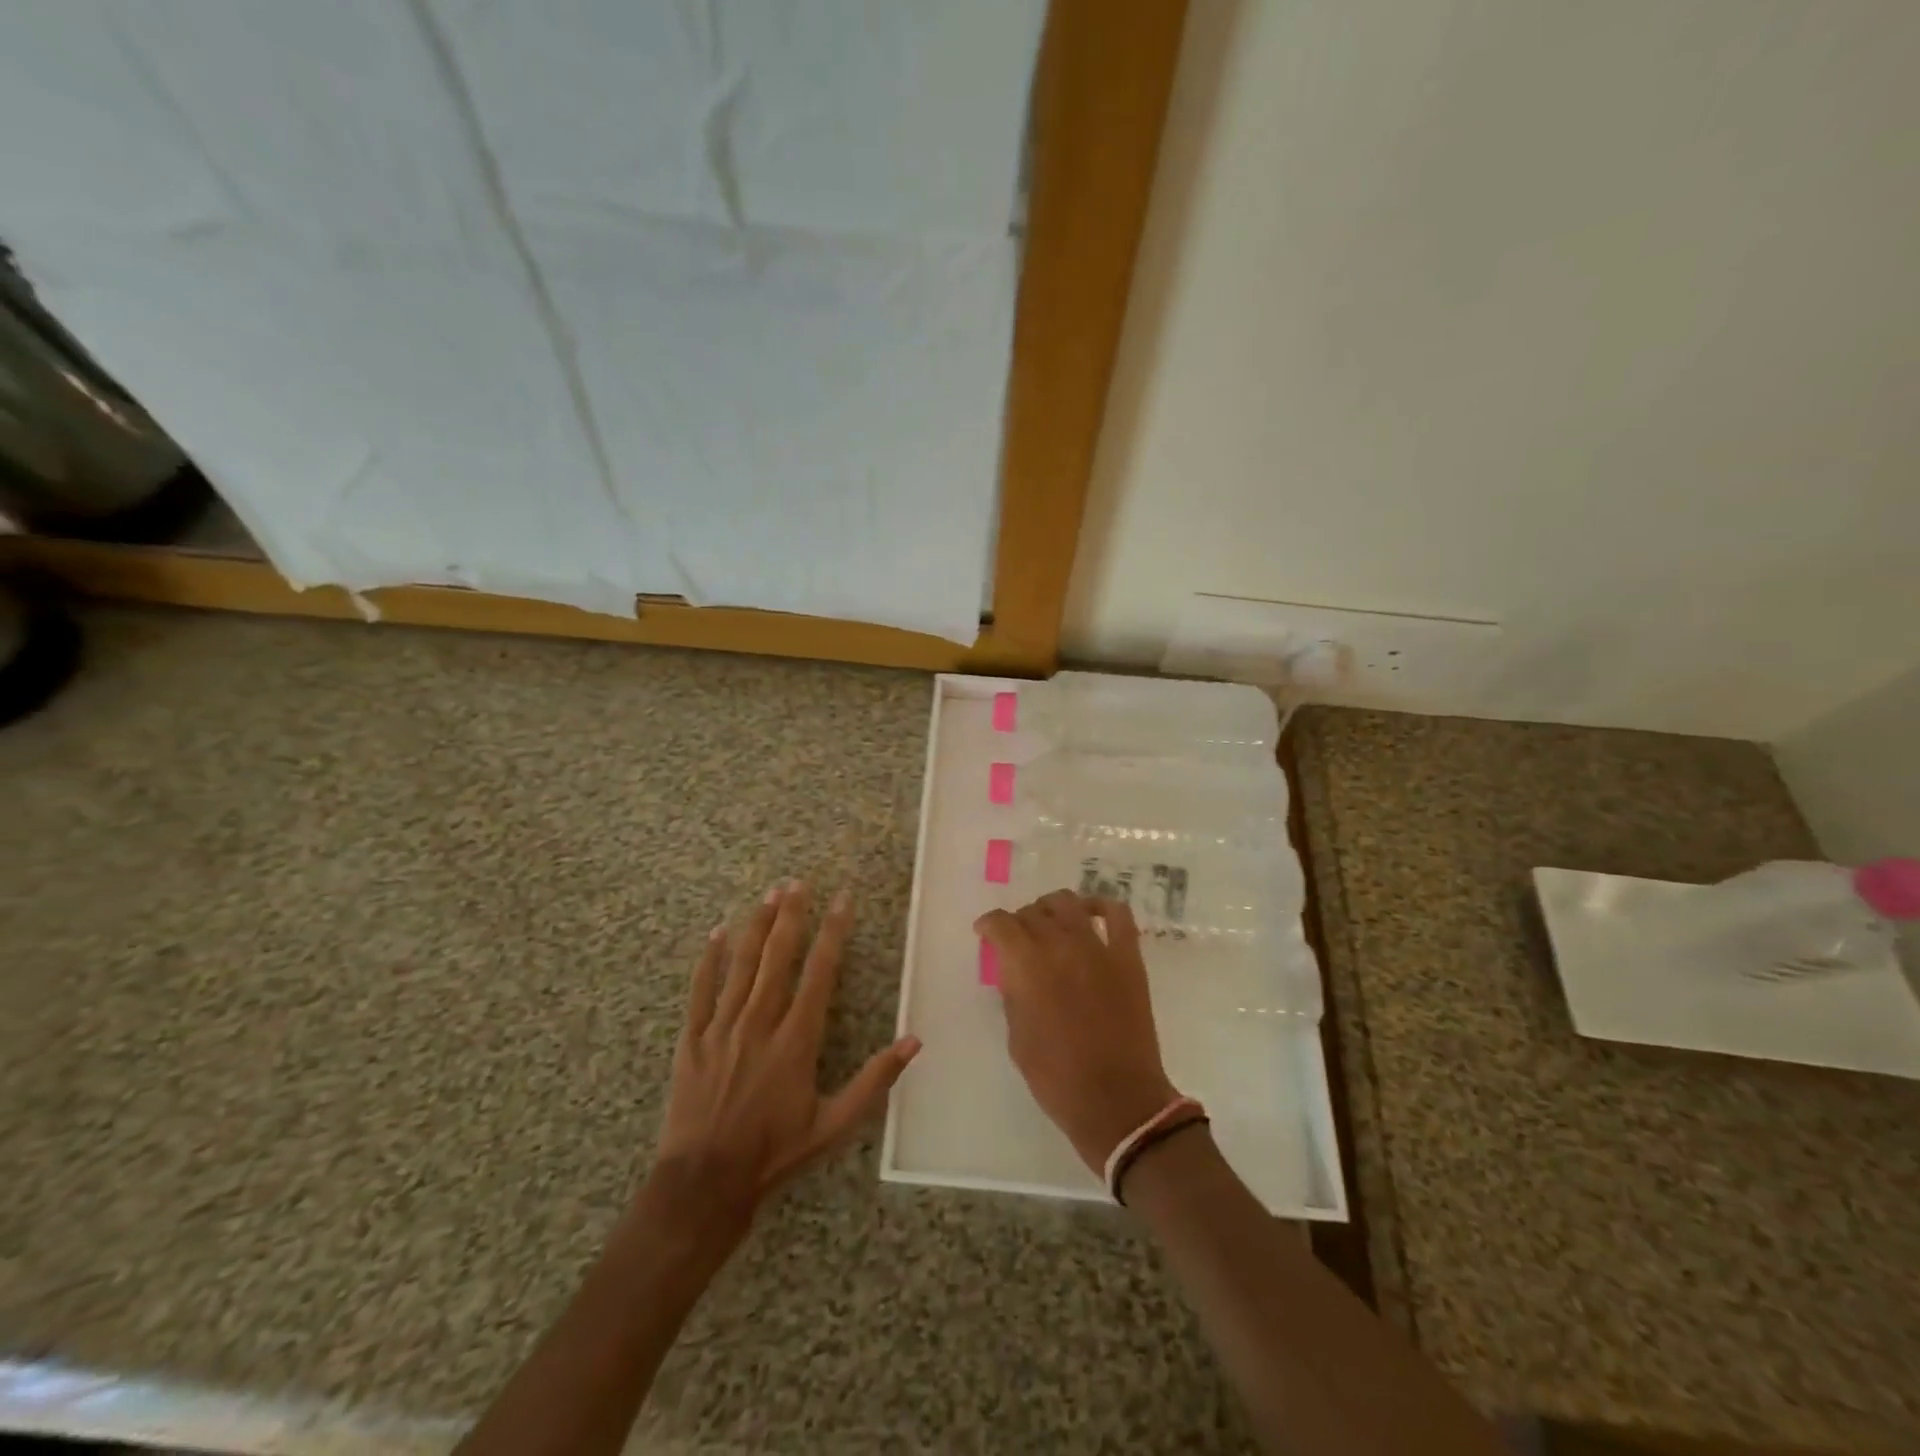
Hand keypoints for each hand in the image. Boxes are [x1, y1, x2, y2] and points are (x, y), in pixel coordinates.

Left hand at [649, 881, 920, 1235]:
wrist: (704, 1183)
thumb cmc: (775, 1153)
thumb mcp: (834, 1124)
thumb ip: (875, 1080)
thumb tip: (914, 1040)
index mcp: (796, 1039)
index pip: (820, 972)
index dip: (833, 932)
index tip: (842, 900)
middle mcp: (759, 1022)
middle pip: (778, 956)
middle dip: (791, 915)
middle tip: (799, 882)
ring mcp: (722, 1027)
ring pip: (741, 964)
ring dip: (756, 926)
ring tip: (769, 894)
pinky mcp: (692, 1039)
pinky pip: (700, 990)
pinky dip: (709, 959)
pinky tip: (718, 933)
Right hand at [974, 891, 1178, 1171]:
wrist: (1116, 1100)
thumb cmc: (1056, 1077)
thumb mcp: (1016, 1036)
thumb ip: (1013, 994)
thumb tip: (1015, 972)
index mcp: (1026, 965)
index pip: (1000, 924)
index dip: (988, 925)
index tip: (985, 934)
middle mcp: (1060, 945)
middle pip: (1033, 912)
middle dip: (1019, 922)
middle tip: (1018, 940)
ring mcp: (1098, 947)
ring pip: (1068, 903)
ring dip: (1052, 909)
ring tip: (1050, 924)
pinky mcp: (1128, 957)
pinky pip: (1118, 915)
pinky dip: (1101, 906)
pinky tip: (1090, 915)